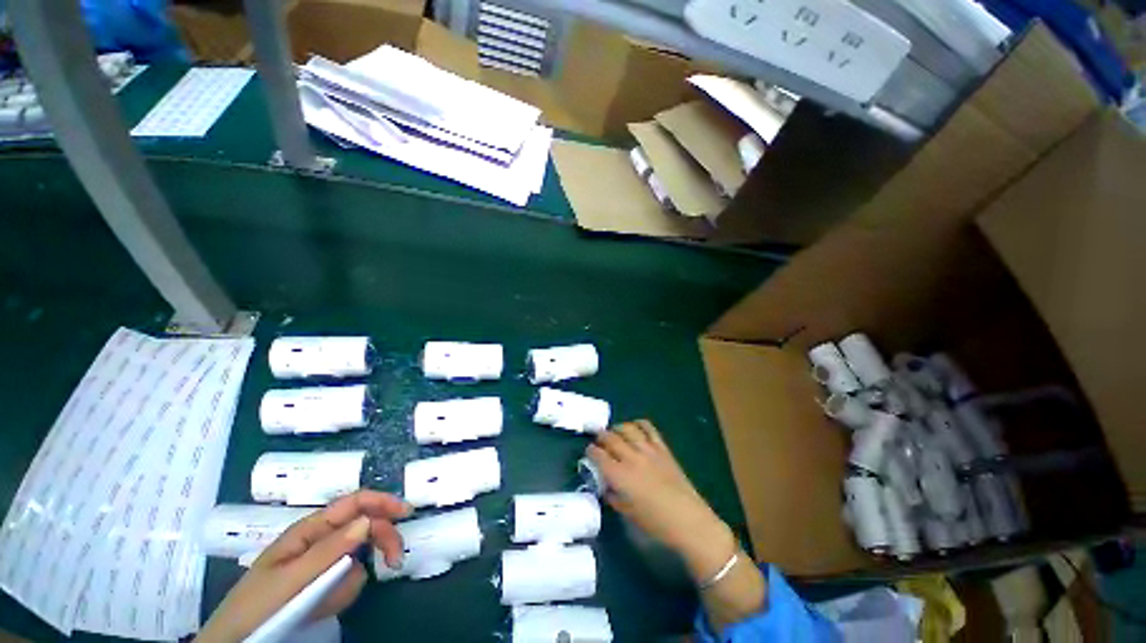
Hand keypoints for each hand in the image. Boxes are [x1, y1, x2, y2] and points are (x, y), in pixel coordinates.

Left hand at [197, 491, 411, 641]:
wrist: (237, 641)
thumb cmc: (257, 607)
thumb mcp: (290, 580)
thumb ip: (329, 550)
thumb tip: (368, 520)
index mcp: (309, 530)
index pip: (353, 503)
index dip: (382, 501)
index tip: (406, 512)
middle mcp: (319, 539)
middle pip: (364, 526)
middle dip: (381, 540)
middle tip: (395, 562)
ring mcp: (322, 561)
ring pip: (358, 557)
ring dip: (352, 578)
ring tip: (327, 601)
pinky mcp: (323, 581)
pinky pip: (348, 579)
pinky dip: (343, 592)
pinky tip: (323, 605)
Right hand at [587, 420, 736, 580]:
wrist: (688, 519)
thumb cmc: (655, 523)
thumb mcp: (628, 513)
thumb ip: (613, 496)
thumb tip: (607, 486)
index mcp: (620, 476)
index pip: (598, 455)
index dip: (591, 451)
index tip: (589, 451)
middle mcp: (631, 458)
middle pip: (610, 438)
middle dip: (601, 436)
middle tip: (599, 440)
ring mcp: (648, 450)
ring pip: (627, 429)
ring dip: (617, 428)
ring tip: (615, 432)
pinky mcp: (662, 448)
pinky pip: (648, 428)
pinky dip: (639, 424)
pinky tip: (635, 427)